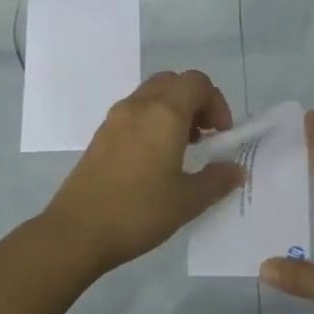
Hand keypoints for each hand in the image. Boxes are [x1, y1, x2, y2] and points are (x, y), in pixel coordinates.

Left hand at [40, 69, 245, 273]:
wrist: (77, 232)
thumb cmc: (138, 212)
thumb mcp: (188, 201)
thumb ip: (217, 180)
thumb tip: (236, 170)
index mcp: (165, 114)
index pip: (197, 83)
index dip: (216, 103)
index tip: (220, 136)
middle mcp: (139, 106)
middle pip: (173, 82)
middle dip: (195, 102)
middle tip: (203, 137)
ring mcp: (115, 119)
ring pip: (151, 95)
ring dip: (172, 110)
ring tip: (181, 149)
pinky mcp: (100, 135)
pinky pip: (133, 112)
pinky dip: (151, 121)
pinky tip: (154, 160)